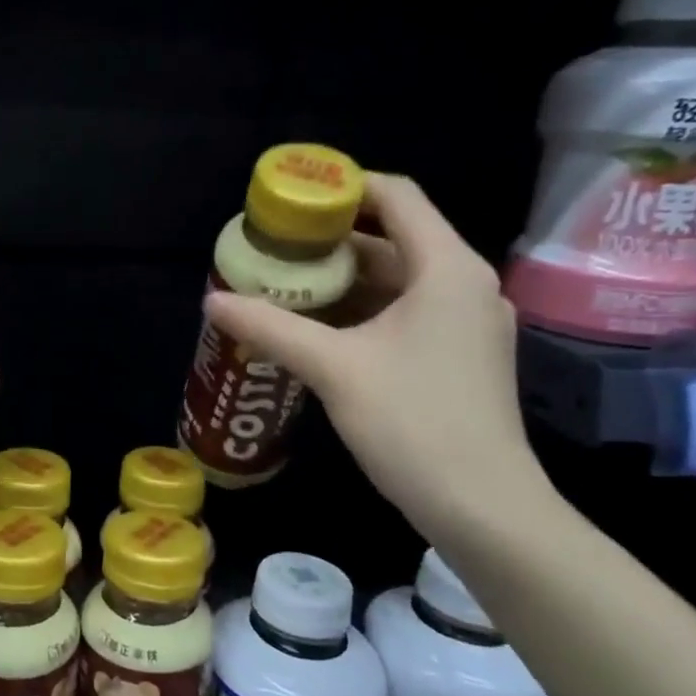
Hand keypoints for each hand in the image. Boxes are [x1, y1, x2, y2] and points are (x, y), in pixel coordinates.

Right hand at [203, 174, 550, 545]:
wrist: (483, 508)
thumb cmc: (413, 423)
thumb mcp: (333, 369)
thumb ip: (270, 327)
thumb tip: (211, 301)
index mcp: (446, 269)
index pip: (397, 196)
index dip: (344, 187)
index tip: (291, 199)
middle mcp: (463, 285)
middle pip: (393, 237)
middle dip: (330, 240)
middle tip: (273, 247)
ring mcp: (465, 323)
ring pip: (396, 280)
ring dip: (342, 279)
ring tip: (284, 284)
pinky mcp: (458, 356)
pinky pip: (403, 313)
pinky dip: (361, 310)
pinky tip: (316, 327)